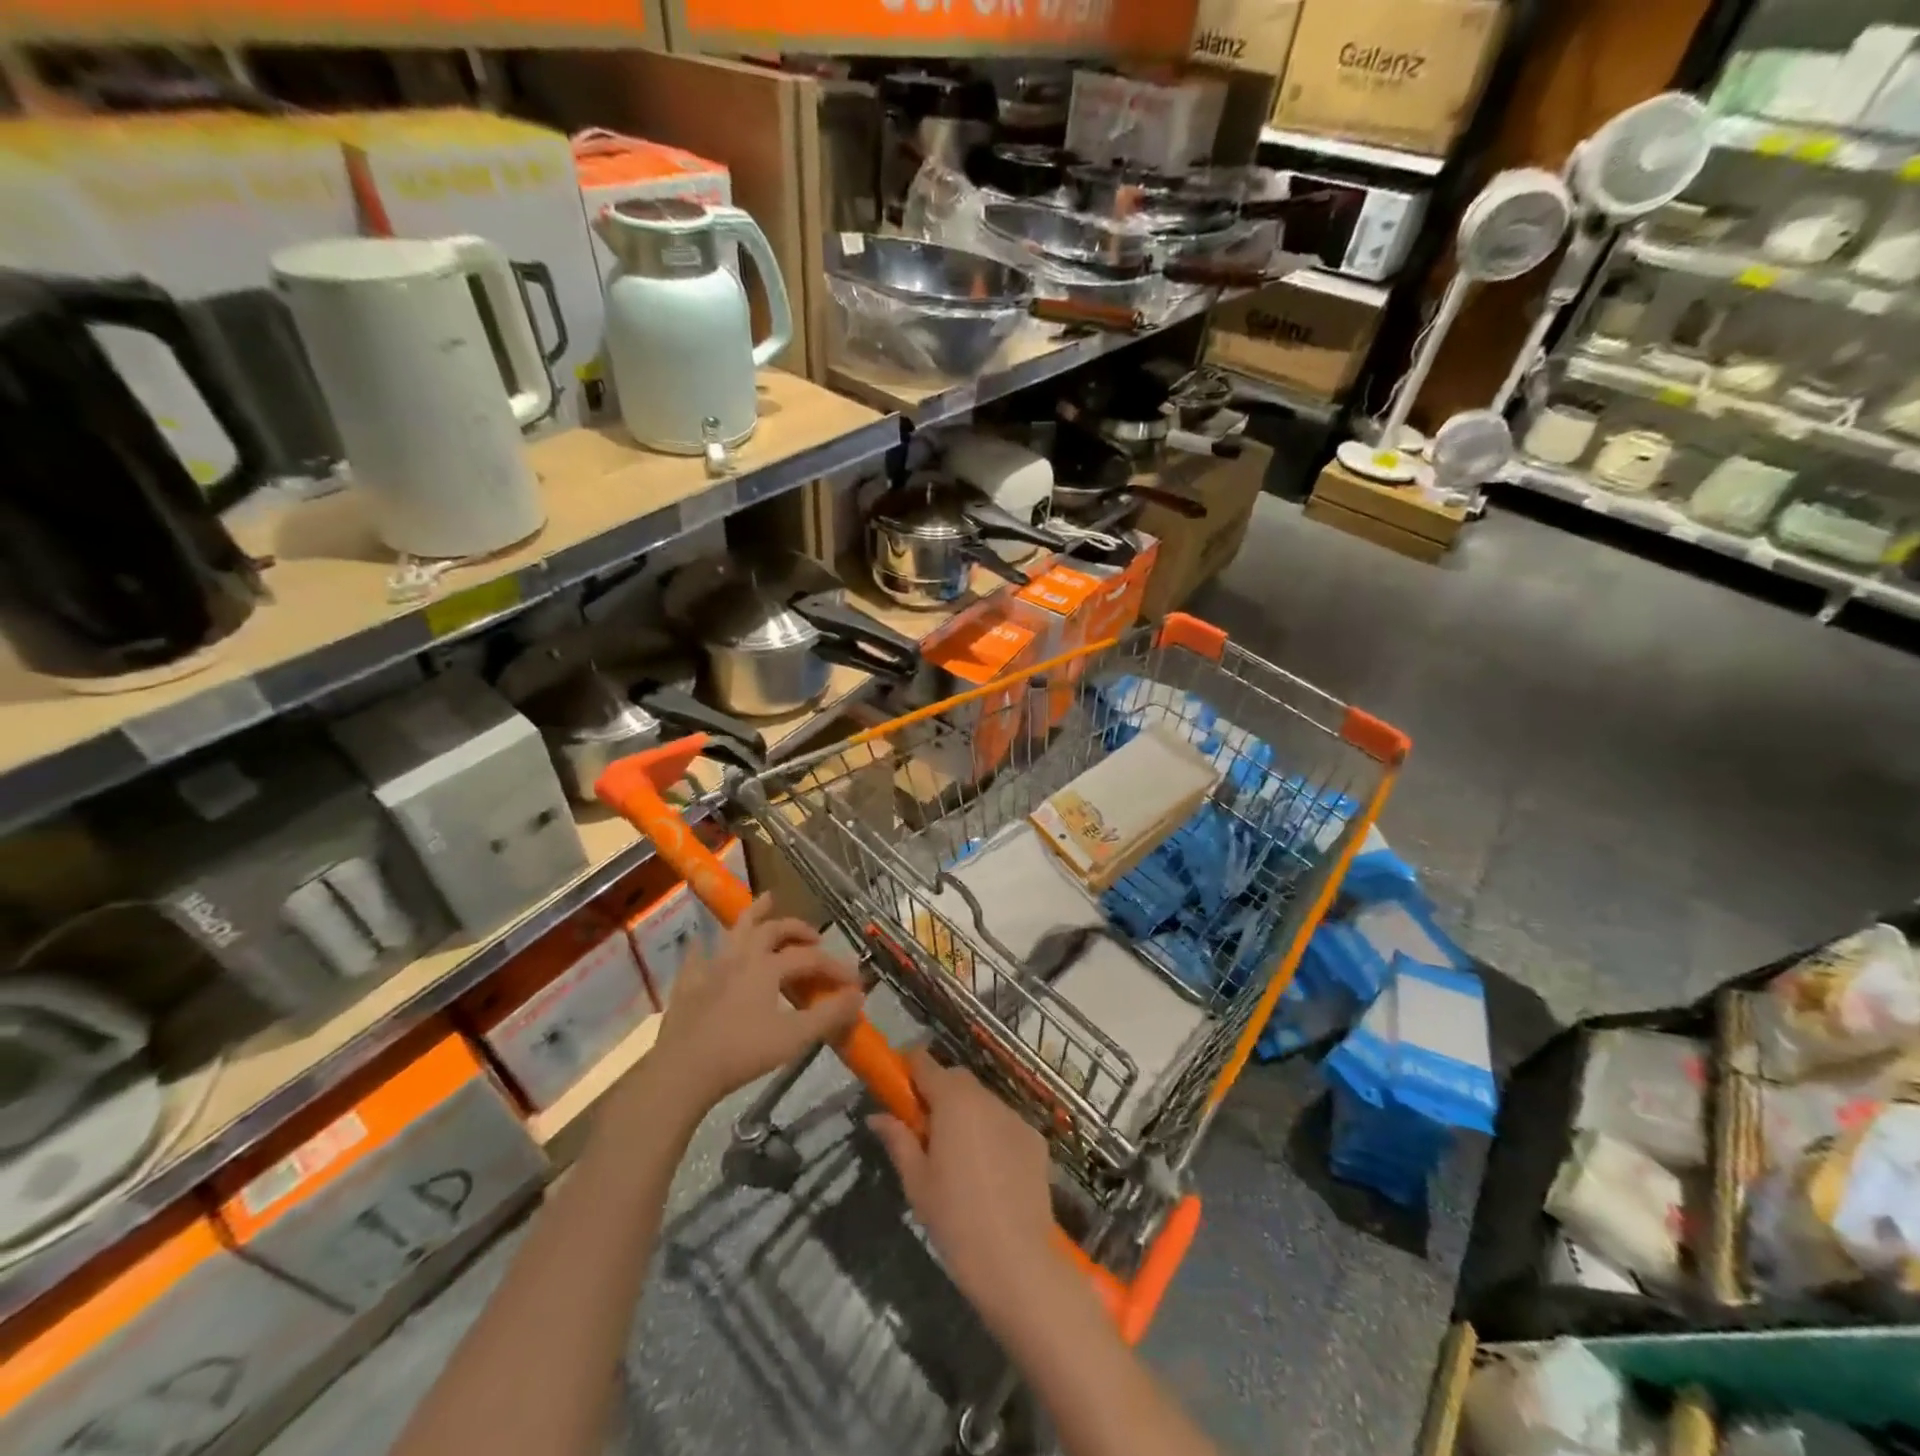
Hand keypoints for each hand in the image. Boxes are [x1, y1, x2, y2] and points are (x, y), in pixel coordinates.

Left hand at [652, 895, 861, 1112]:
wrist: (683, 1071)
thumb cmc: (742, 1053)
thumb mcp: (794, 1037)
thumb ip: (829, 1015)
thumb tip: (858, 994)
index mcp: (768, 967)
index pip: (810, 958)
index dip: (835, 967)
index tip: (854, 981)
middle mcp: (741, 958)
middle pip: (773, 931)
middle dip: (797, 929)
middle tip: (814, 936)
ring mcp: (711, 968)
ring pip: (736, 930)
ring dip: (754, 913)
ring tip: (767, 900)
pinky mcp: (687, 985)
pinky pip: (696, 956)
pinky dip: (705, 946)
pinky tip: (703, 944)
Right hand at [868, 1049, 1057, 1317]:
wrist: (1016, 1261)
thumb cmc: (955, 1219)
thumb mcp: (916, 1182)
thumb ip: (898, 1139)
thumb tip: (876, 1115)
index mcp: (953, 1101)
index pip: (925, 1063)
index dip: (909, 1069)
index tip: (897, 1088)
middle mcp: (986, 1098)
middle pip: (956, 1079)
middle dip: (937, 1093)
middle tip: (924, 1131)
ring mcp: (1016, 1117)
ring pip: (983, 1101)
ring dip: (966, 1114)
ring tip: (958, 1159)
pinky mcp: (1036, 1139)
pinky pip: (1005, 1124)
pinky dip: (992, 1134)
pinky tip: (989, 1175)